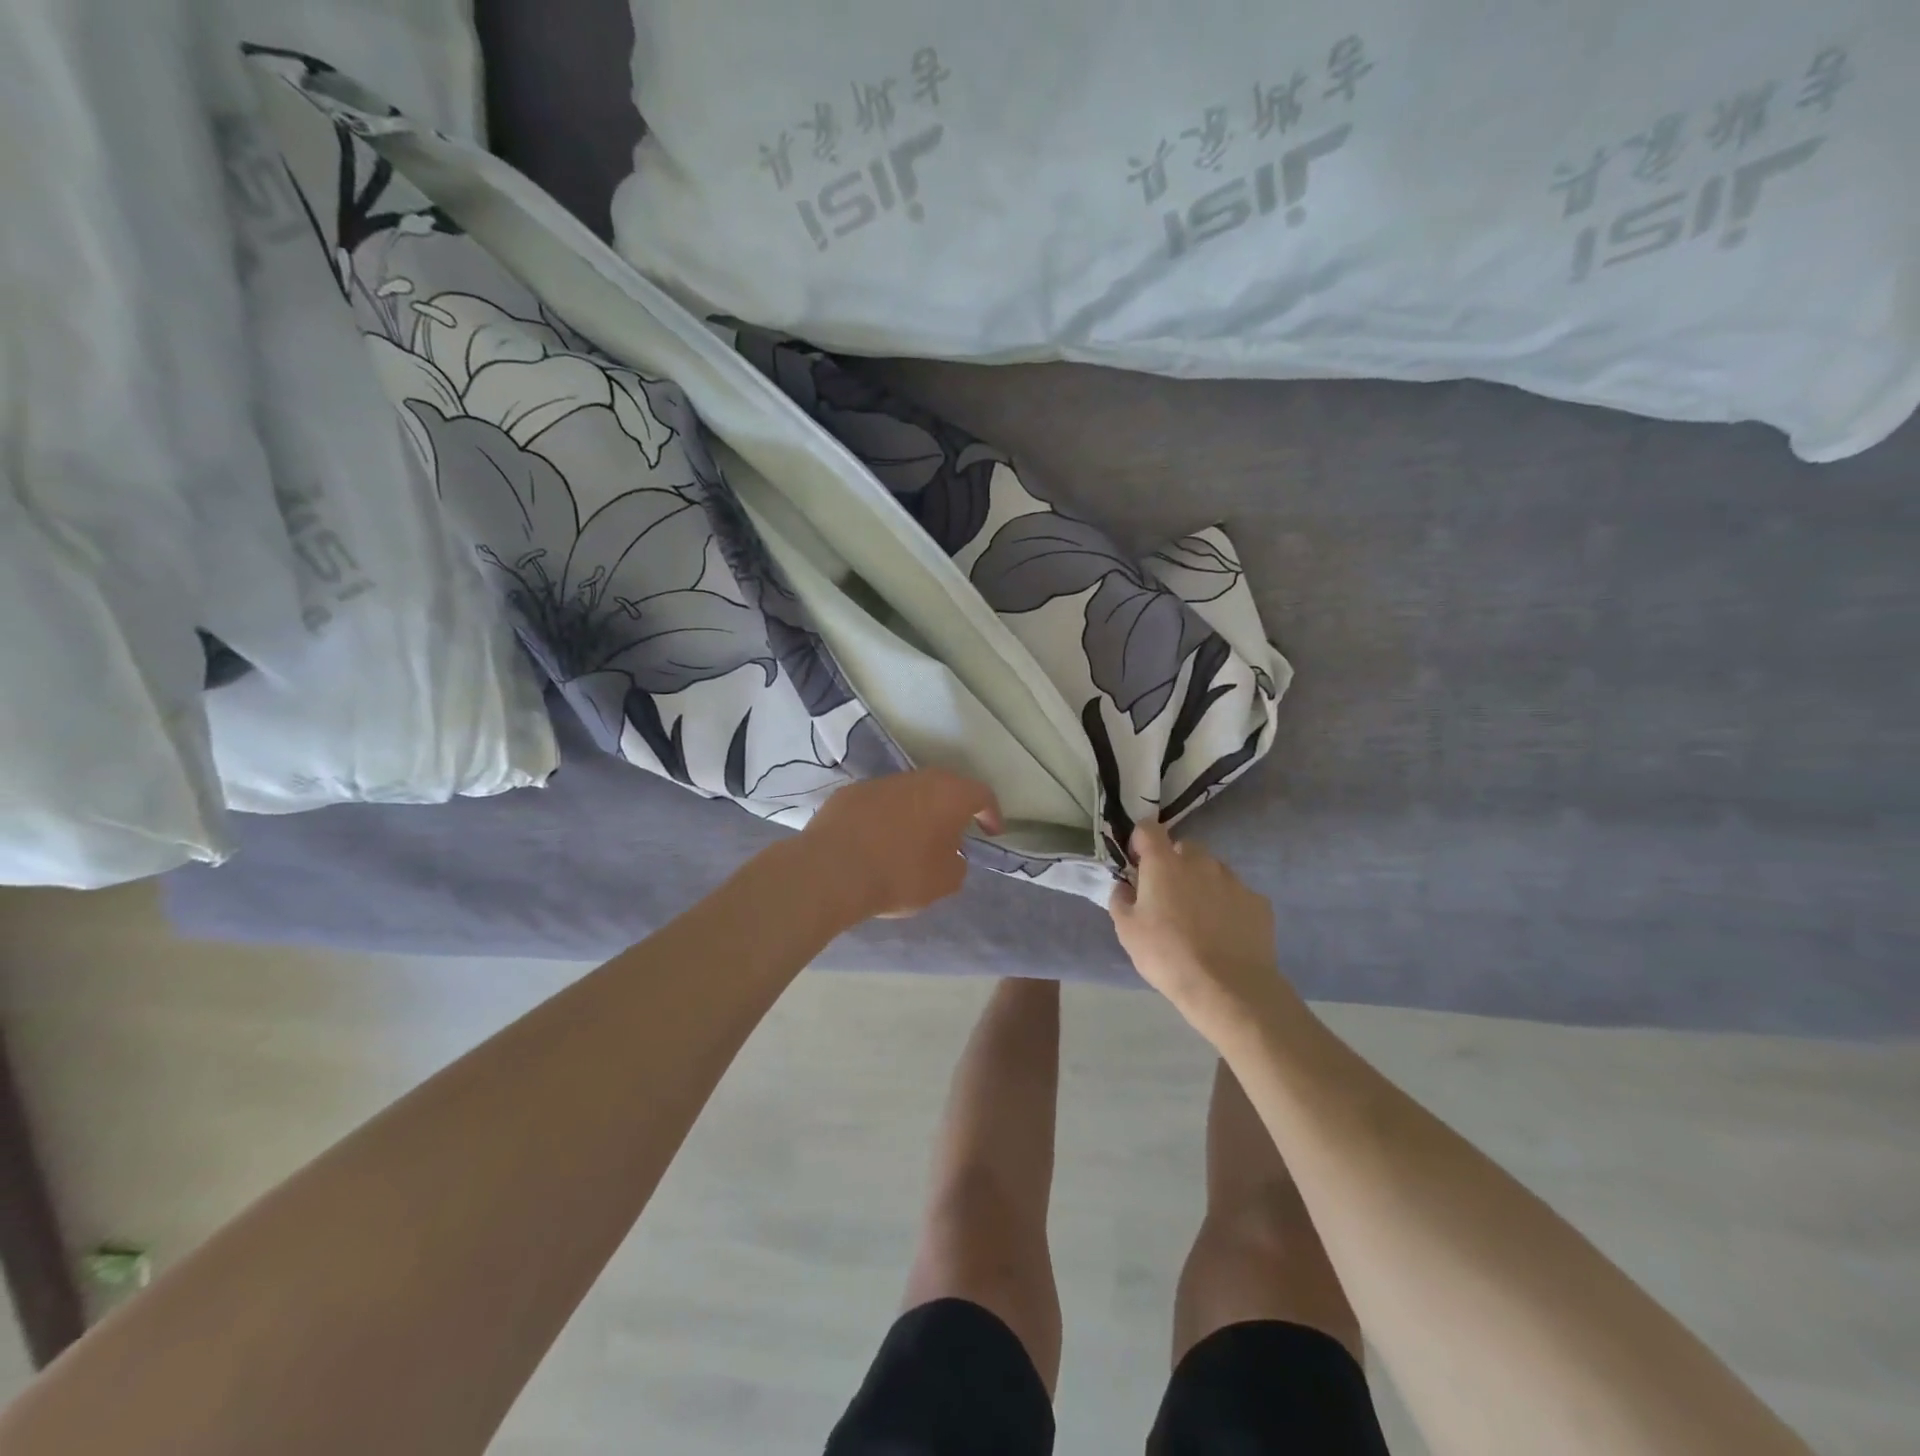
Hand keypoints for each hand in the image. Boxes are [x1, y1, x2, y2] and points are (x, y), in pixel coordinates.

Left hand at [801, 770, 1002, 921]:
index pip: (982, 795)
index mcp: (949, 795)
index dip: (991, 813)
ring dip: (917, 812)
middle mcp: (918, 779)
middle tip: (954, 833)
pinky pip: (878, 803)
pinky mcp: (850, 793)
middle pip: (944, 787)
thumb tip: (951, 855)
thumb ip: (957, 864)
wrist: (832, 871)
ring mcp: (881, 782)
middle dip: (952, 809)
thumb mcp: (945, 882)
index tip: (991, 832)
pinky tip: (877, 841)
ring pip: (909, 793)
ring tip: (913, 840)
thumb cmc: (900, 874)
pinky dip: (884, 817)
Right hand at [1110, 819, 1299, 1040]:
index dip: (1140, 841)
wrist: (1228, 989)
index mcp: (1164, 863)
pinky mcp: (1258, 902)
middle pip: (1184, 848)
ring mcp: (1233, 880)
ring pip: (1212, 870)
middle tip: (1168, 897)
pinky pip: (1236, 894)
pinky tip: (1225, 934)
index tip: (1138, 863)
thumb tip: (1125, 886)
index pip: (1148, 829)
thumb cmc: (1167, 955)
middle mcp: (1201, 862)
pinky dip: (1228, 905)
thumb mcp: (1127, 931)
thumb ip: (1121, 899)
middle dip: (1174, 864)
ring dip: (1202, 883)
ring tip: (1199, 919)